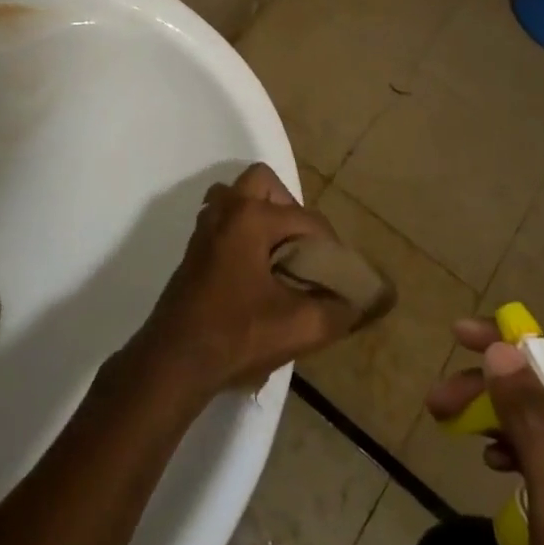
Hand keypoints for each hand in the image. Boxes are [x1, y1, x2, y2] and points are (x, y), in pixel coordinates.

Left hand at [124, 164, 354, 403]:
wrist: (175, 361)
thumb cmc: (237, 335)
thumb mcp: (298, 327)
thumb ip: (339, 309)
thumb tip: (368, 300)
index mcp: (250, 217)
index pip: (305, 218)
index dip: (329, 246)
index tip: (340, 275)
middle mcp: (225, 209)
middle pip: (264, 183)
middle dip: (290, 209)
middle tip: (303, 248)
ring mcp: (205, 226)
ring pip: (238, 197)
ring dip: (263, 215)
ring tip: (281, 254)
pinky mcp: (195, 247)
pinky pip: (225, 218)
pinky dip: (244, 229)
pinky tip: (256, 268)